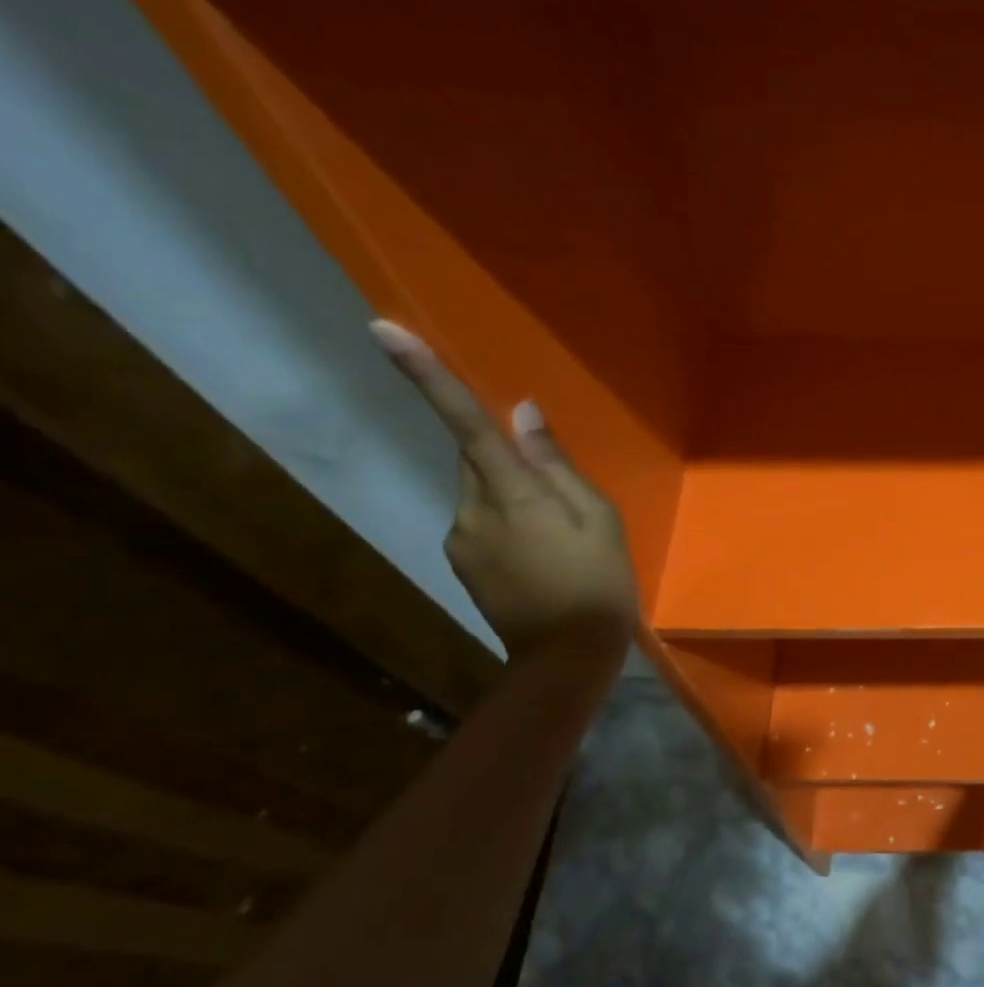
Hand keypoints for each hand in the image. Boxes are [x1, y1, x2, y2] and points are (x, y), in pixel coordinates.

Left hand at [373, 321, 636, 660]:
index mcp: (513, 494)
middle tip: (560, 498)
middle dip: (507, 462)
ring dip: (511, 498)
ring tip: (558, 539)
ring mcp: (460, 540)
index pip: (469, 424)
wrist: (567, 656)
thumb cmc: (599, 581)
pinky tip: (540, 558)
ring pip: (480, 493)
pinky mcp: (460, 564)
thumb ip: (557, 465)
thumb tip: (524, 415)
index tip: (382, 330)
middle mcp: (472, 510)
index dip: (428, 377)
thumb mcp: (599, 518)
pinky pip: (479, 524)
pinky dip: (506, 525)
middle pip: (477, 460)